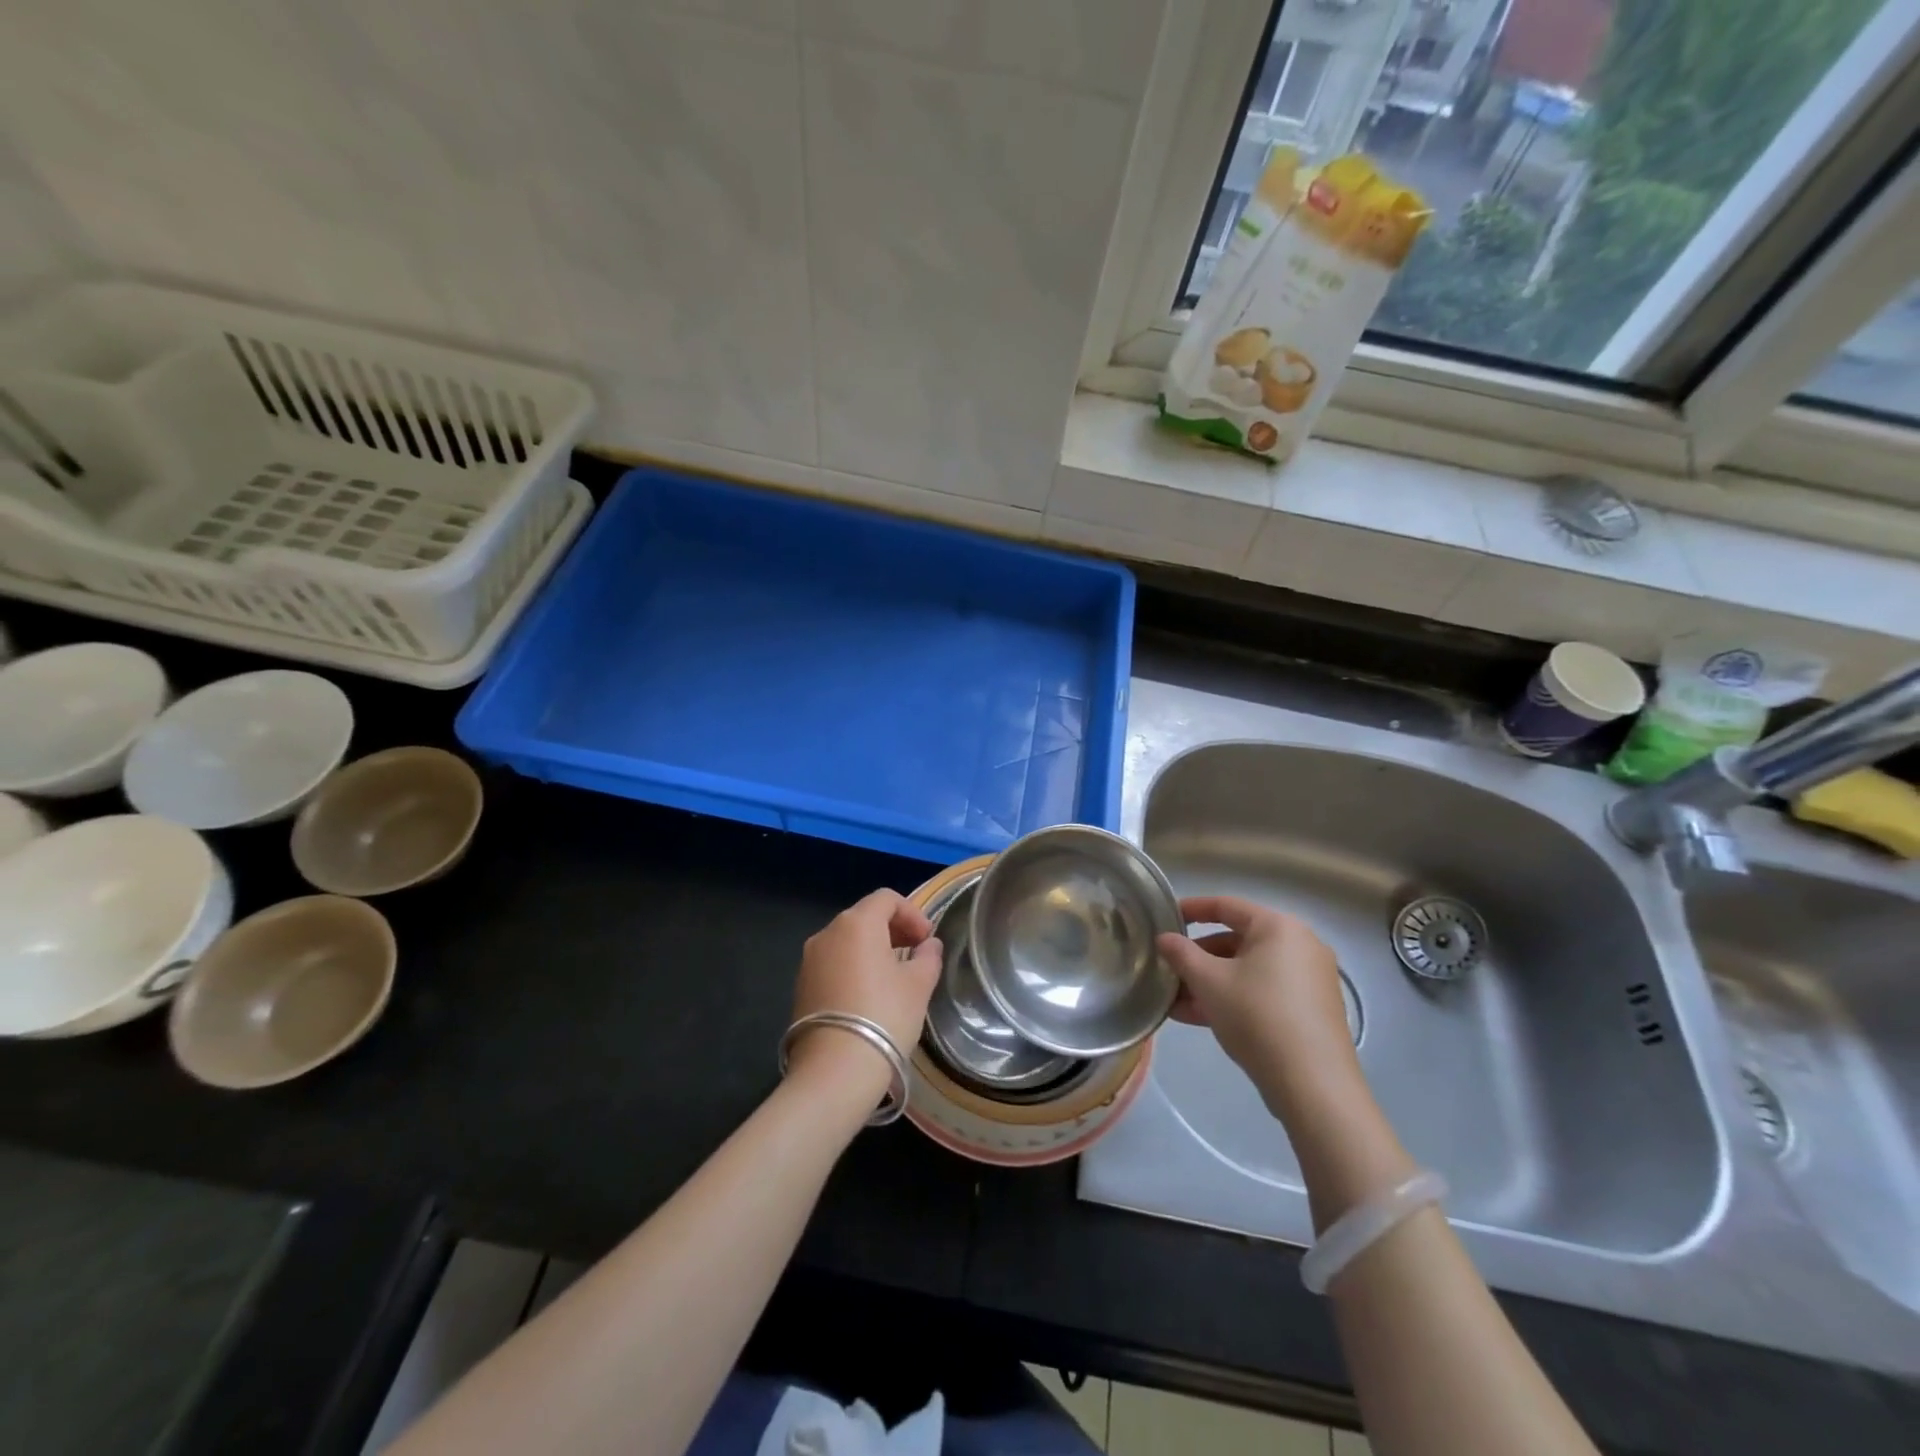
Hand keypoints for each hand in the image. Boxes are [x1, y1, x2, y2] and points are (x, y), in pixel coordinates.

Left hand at [789, 890, 942, 1100]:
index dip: (912, 913)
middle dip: (893, 929)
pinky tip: (870, 995)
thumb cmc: (884, 1016)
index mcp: (856, 923)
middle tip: (916, 953)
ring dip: (873, 949)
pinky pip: (833, 963)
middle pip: (864, 917)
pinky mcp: (801, 986)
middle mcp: (827, 933)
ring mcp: (809, 960)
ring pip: (847, 941)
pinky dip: (854, 967)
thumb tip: (929, 945)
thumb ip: (928, 957)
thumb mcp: (918, 985)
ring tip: (895, 976)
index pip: (886, 899)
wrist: (835, 1070)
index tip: (927, 939)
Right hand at [1157, 895, 1359, 1115]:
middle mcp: (1300, 945)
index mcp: (1278, 927)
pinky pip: (1263, 992)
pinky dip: (1233, 998)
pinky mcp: (1311, 1010)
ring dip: (1210, 982)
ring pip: (1248, 970)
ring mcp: (1309, 979)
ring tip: (1175, 1001)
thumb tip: (1164, 938)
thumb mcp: (1209, 981)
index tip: (1165, 918)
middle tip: (1169, 969)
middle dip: (1198, 957)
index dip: (1191, 909)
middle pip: (1237, 940)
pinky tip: (1199, 1018)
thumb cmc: (1257, 1016)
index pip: (1226, 906)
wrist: (1313, 1084)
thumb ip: (1181, 954)